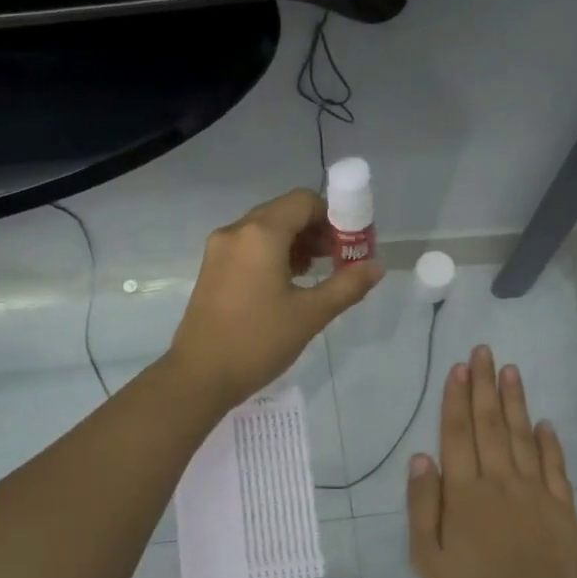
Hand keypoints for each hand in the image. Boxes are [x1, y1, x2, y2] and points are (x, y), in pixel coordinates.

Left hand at [166, 189, 382, 409]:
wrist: (200, 376)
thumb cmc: (259, 342)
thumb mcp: (310, 315)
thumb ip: (347, 285)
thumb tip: (376, 267)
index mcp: (261, 233)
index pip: (304, 201)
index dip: (333, 217)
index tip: (349, 245)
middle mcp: (236, 231)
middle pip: (284, 212)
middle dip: (315, 231)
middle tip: (338, 260)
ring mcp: (219, 250)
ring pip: (265, 230)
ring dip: (295, 243)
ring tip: (315, 274)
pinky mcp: (211, 269)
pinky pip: (248, 247)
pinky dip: (272, 255)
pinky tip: (287, 284)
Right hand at [407, 346, 576, 577]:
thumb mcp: (427, 558)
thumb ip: (423, 506)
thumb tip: (421, 458)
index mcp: (465, 493)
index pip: (458, 434)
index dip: (457, 398)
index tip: (459, 366)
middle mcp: (500, 482)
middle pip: (491, 425)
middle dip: (484, 386)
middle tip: (484, 351)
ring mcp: (535, 493)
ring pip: (524, 437)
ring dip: (516, 402)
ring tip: (510, 371)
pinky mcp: (562, 509)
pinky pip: (556, 467)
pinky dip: (550, 442)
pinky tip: (545, 422)